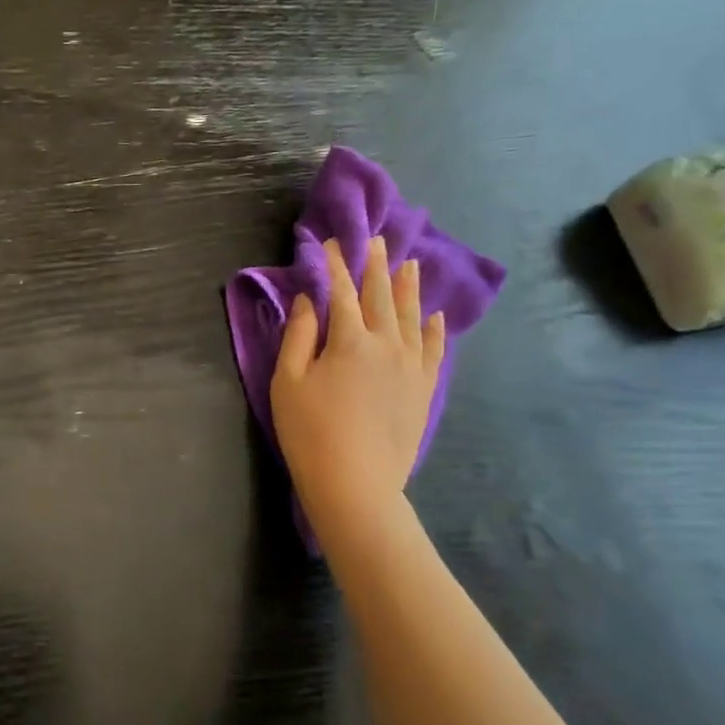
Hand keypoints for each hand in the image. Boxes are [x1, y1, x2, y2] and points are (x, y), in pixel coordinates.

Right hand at [270, 237, 443, 539]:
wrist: (356, 484)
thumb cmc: (310, 432)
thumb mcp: (289, 381)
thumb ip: (299, 335)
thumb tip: (309, 299)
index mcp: (349, 340)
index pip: (342, 292)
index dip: (335, 265)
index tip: (331, 243)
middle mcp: (387, 344)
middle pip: (381, 296)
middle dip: (376, 266)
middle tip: (377, 240)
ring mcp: (411, 367)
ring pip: (411, 317)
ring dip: (409, 288)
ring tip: (410, 264)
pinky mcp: (423, 390)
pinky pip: (433, 350)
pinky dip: (434, 329)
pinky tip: (435, 316)